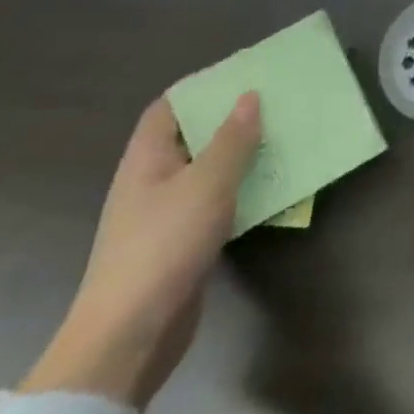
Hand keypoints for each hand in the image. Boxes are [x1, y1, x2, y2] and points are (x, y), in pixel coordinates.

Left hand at [20, 93, 261, 408]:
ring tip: (284, 137)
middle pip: (192, 137)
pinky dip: (241, 190)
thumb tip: (249, 97)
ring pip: (208, 171)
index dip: (201, 88)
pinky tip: (273, 187)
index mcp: (147, 160)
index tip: (243, 75)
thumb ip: (232, 139)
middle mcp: (152, 182)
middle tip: (276, 102)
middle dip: (231, 120)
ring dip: (241, 156)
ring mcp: (165, 216)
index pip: (168, 108)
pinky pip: (216, 203)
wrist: (129, 338)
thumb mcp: (206, 184)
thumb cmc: (163, 247)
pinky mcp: (182, 244)